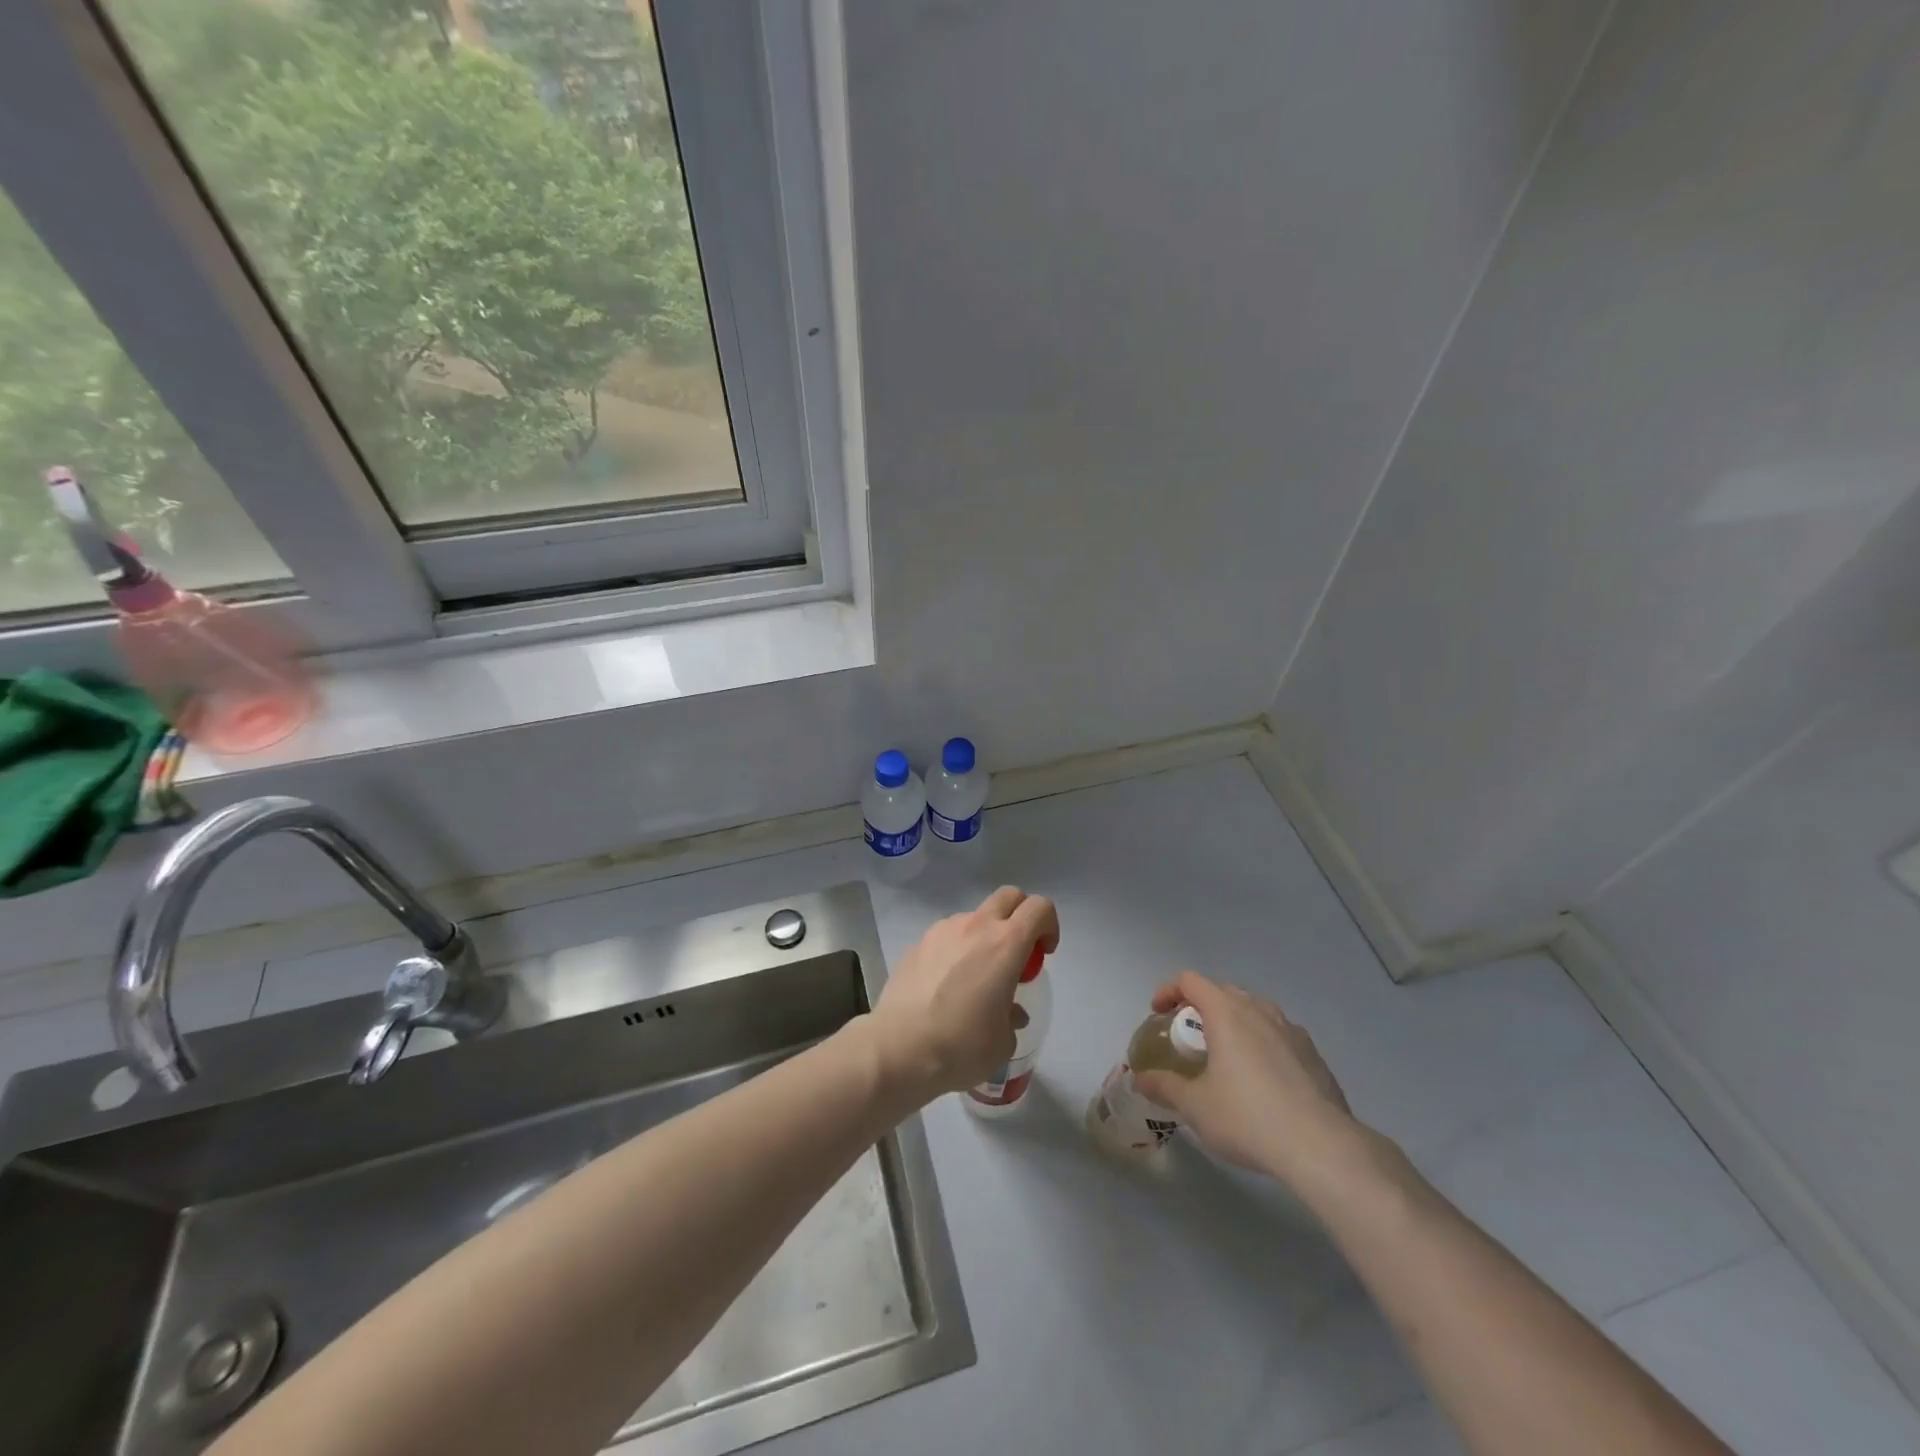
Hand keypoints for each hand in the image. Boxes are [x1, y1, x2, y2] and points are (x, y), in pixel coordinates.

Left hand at [869, 886, 1059, 1102]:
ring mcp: (942, 930)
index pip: (1039, 908)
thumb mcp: (1002, 1042)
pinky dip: (957, 949)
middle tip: (1017, 955)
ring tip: (976, 977)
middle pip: (1009, 896)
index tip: (1043, 955)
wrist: (898, 1049)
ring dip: (985, 935)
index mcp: (1005, 944)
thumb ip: (1012, 1018)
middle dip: (1020, 917)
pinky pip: (948, 935)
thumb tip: (1009, 1012)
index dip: (1049, 926)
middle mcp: (975, 926)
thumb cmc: (960, 1046)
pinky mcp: (918, 943)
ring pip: (975, 916)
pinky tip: (946, 984)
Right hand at [1133, 971, 1366, 1187]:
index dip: (1168, 991)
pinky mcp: (1314, 1053)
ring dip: (1234, 1021)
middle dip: (1200, 1006)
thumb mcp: (1195, 1106)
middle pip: (1222, 991)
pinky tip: (1262, 1078)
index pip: (1190, 981)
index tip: (1158, 1014)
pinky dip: (1261, 1042)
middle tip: (1189, 1036)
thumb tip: (1140, 1079)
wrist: (1321, 1147)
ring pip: (1254, 1010)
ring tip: (1226, 1053)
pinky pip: (1278, 1034)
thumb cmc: (1248, 1117)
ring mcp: (1291, 1029)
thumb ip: (1164, 1087)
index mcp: (1226, 1013)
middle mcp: (1259, 1010)